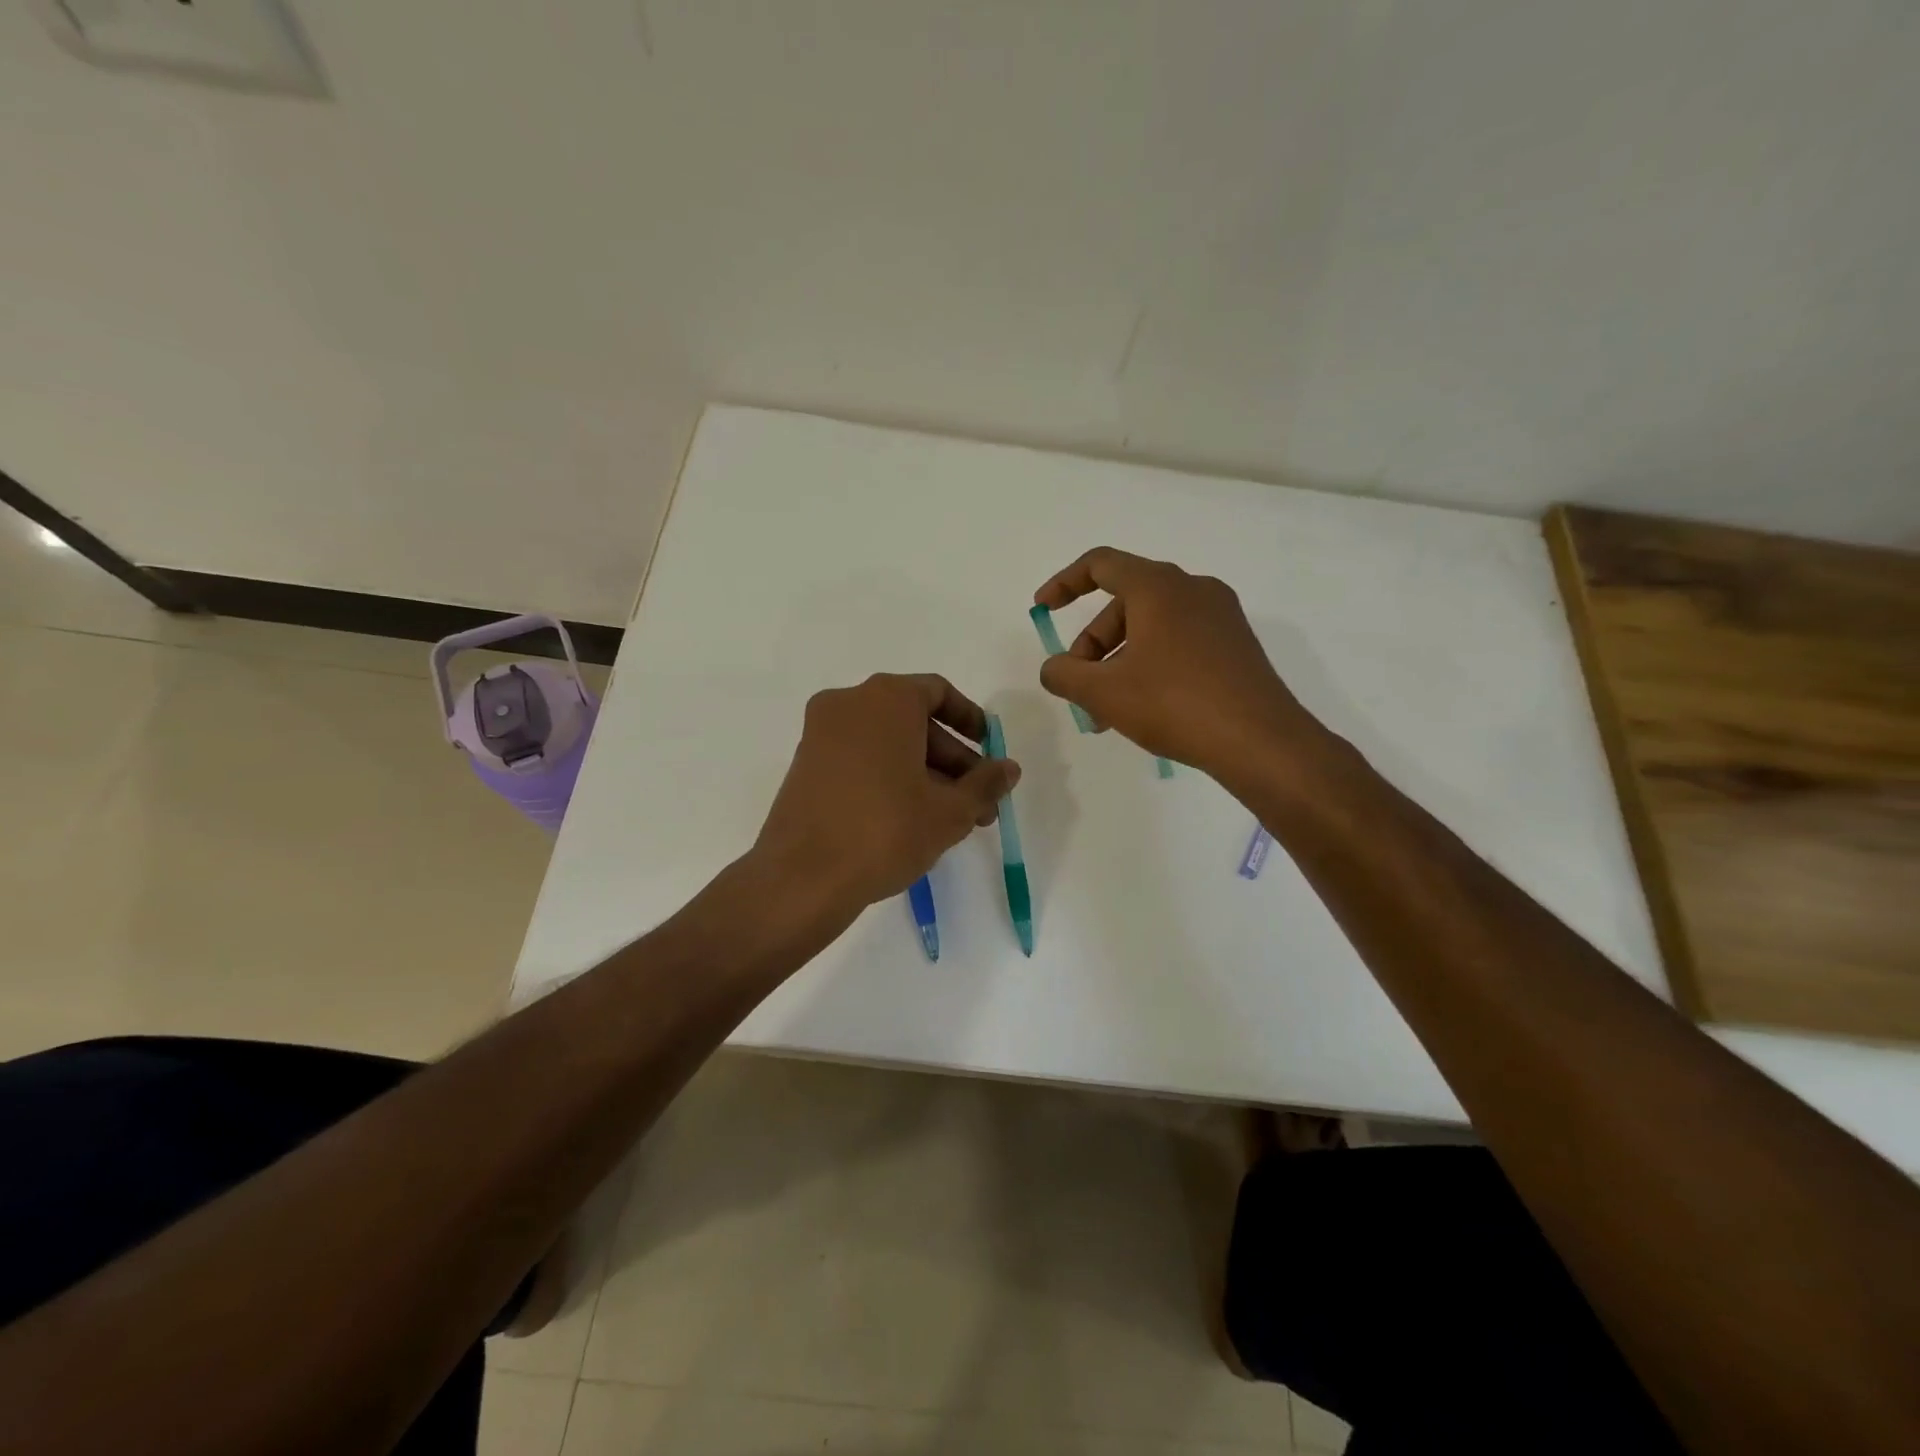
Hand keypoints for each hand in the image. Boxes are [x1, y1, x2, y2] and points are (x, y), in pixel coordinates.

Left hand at [752, 673, 1020, 914]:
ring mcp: (820, 734)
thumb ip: (985, 783)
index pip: (938, 693)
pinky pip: (860, 758)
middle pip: (914, 721)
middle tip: (979, 803)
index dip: (970, 720)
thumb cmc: (886, 831)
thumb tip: (1009, 769)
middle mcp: (848, 704)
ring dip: (925, 774)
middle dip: (952, 761)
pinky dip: (890, 777)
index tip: (989, 752)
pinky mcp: (805, 766)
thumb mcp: (950, 811)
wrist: (802, 878)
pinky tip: (912, 820)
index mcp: (886, 699)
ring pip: (887, 743)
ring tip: (953, 821)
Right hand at [1033, 547, 1323, 778]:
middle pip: (1124, 604)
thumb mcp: (1104, 692)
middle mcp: (1192, 589)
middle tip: (1080, 688)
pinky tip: (1144, 709)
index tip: (1042, 608)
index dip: (1064, 583)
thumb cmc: (1174, 704)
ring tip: (1106, 713)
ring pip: (1151, 628)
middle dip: (1092, 645)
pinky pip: (1178, 642)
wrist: (1260, 741)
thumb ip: (1064, 674)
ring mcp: (1220, 616)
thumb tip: (1054, 669)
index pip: (1101, 564)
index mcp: (1158, 587)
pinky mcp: (1235, 644)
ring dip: (1119, 663)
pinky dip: (1150, 665)